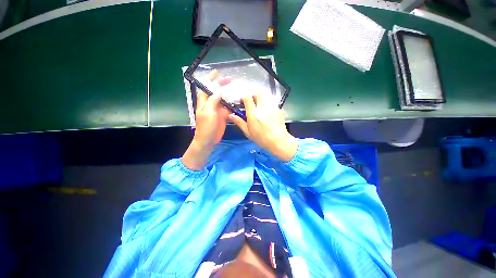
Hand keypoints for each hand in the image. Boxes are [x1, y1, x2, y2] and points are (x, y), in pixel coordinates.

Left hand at [182, 70, 230, 169]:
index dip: (210, 79)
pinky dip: (233, 104)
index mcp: (204, 101)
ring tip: (237, 88)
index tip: (216, 72)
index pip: (207, 87)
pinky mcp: (223, 115)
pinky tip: (238, 100)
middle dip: (222, 85)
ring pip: (224, 99)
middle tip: (231, 80)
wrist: (208, 140)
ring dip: (229, 94)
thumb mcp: (208, 113)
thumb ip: (213, 101)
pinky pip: (228, 107)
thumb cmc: (205, 127)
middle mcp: (211, 103)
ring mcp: (218, 109)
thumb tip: (218, 91)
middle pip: (217, 91)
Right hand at [229, 93, 297, 161]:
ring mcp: (272, 107)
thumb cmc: (262, 138)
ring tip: (259, 107)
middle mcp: (263, 108)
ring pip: (265, 96)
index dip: (243, 98)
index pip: (247, 97)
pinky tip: (267, 112)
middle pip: (257, 93)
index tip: (242, 102)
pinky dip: (267, 104)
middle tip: (251, 103)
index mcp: (253, 114)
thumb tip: (230, 115)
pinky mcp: (278, 109)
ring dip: (260, 99)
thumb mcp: (248, 132)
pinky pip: (271, 102)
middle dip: (253, 96)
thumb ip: (239, 122)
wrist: (278, 141)